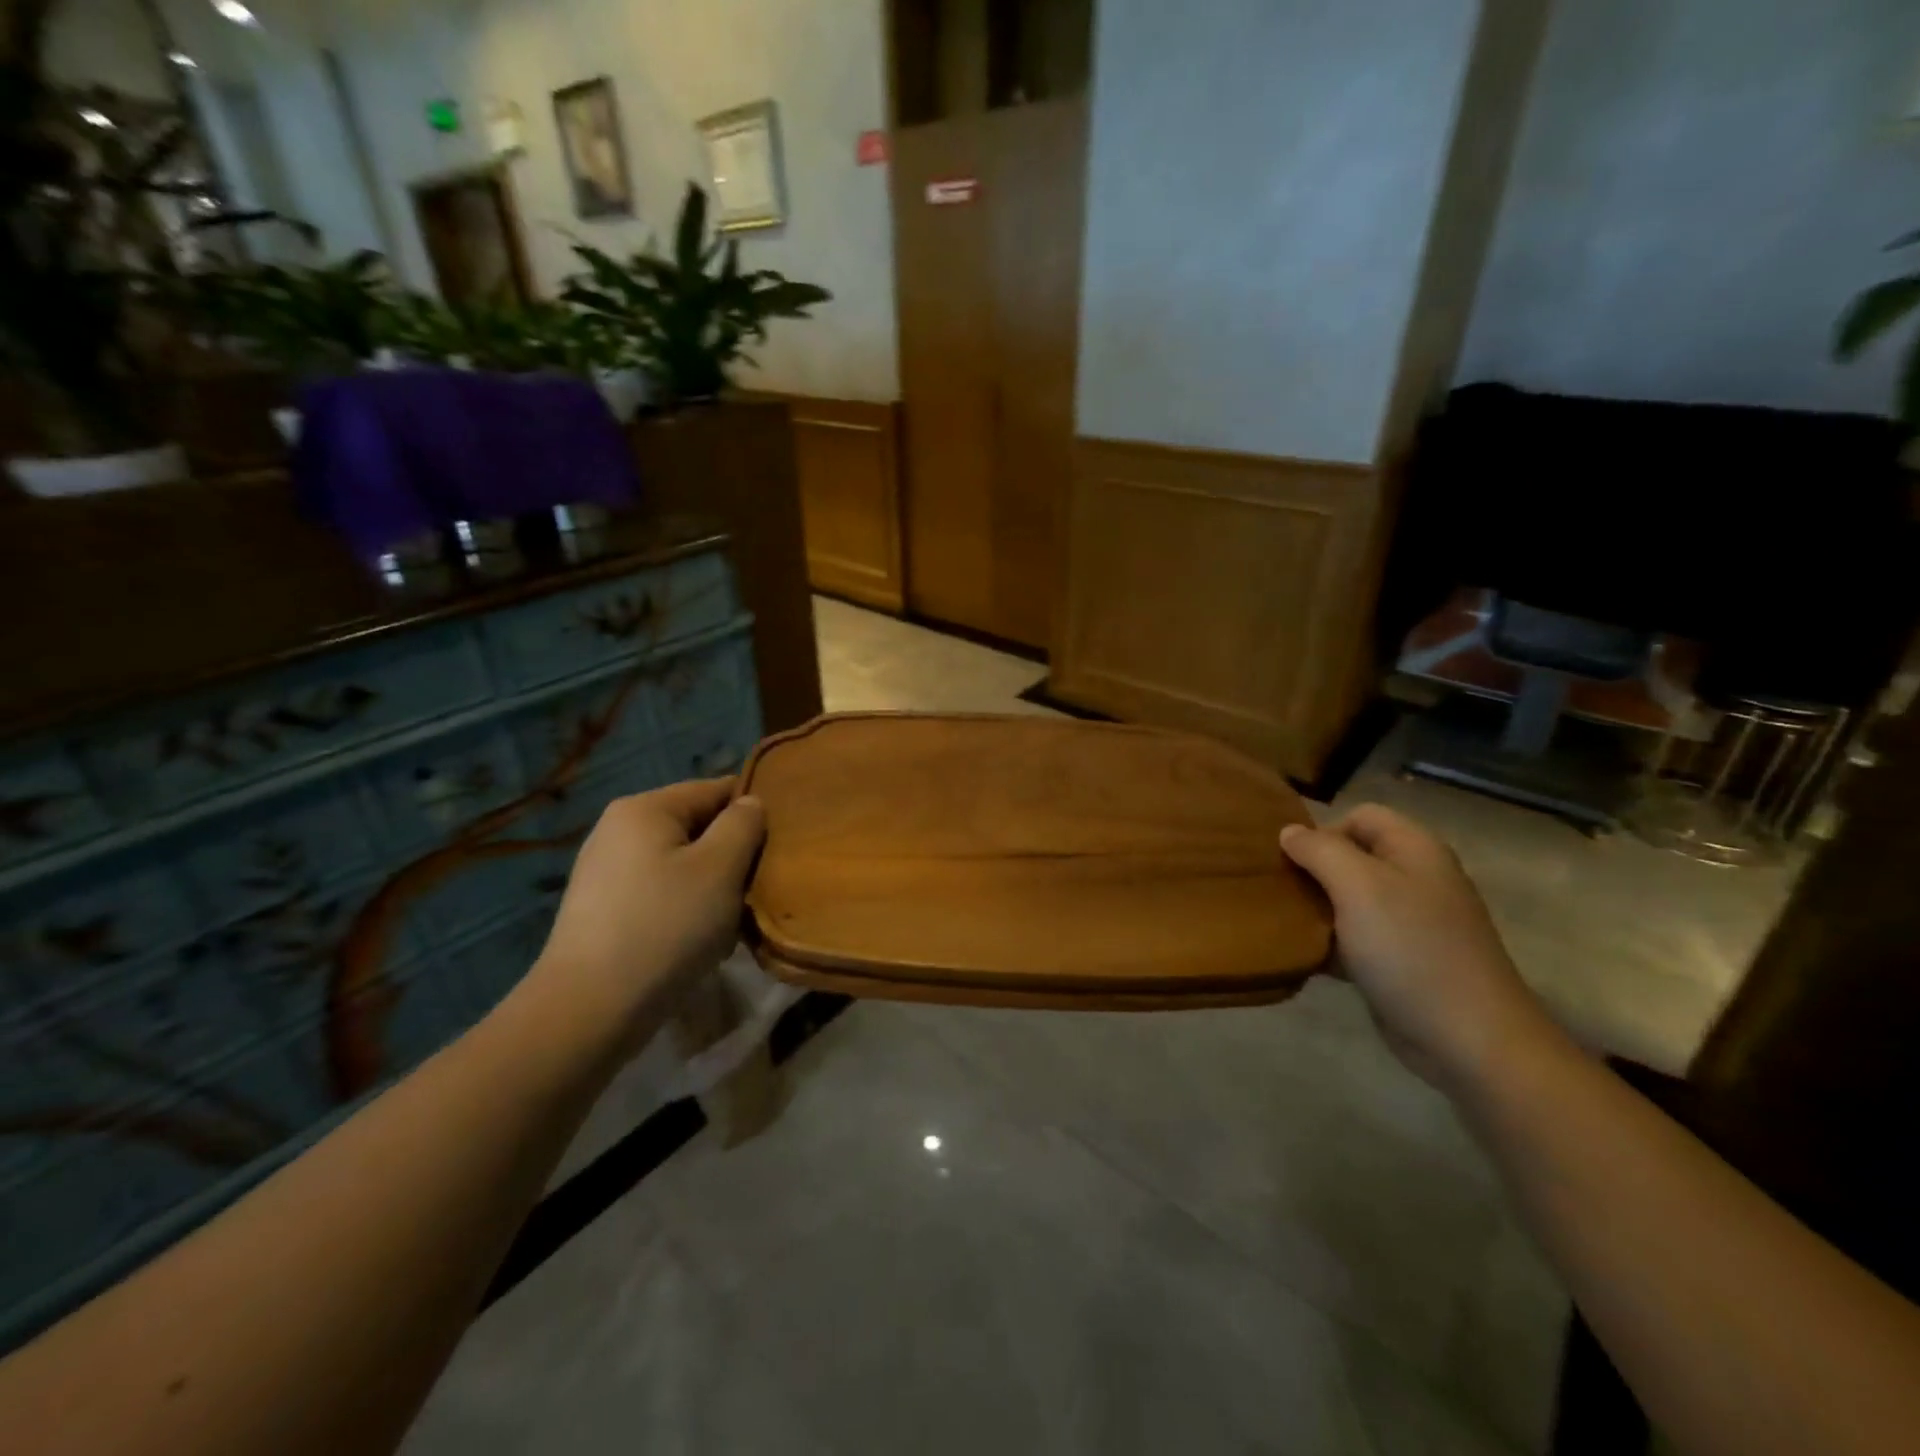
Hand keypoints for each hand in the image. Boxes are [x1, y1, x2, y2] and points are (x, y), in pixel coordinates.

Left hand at [528, 778, 764, 1054]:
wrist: (589, 1010)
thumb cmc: (665, 927)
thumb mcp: (720, 868)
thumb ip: (743, 825)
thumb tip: (751, 803)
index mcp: (645, 808)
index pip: (716, 789)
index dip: (754, 811)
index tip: (780, 845)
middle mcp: (619, 829)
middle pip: (698, 827)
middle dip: (732, 856)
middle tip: (756, 891)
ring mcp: (607, 871)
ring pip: (682, 864)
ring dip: (712, 888)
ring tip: (729, 923)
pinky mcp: (603, 909)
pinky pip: (661, 893)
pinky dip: (686, 910)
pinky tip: (698, 942)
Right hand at [1280, 805, 1555, 1089]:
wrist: (1469, 1039)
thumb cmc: (1411, 949)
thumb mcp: (1358, 886)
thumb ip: (1319, 850)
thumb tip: (1289, 832)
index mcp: (1415, 849)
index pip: (1360, 815)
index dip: (1323, 830)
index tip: (1293, 862)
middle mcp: (1416, 878)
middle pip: (1353, 856)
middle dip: (1314, 870)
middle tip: (1282, 892)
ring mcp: (1412, 922)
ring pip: (1350, 898)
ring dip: (1318, 908)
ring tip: (1287, 924)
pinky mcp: (1403, 961)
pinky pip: (1357, 937)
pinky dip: (1332, 943)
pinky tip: (1309, 957)